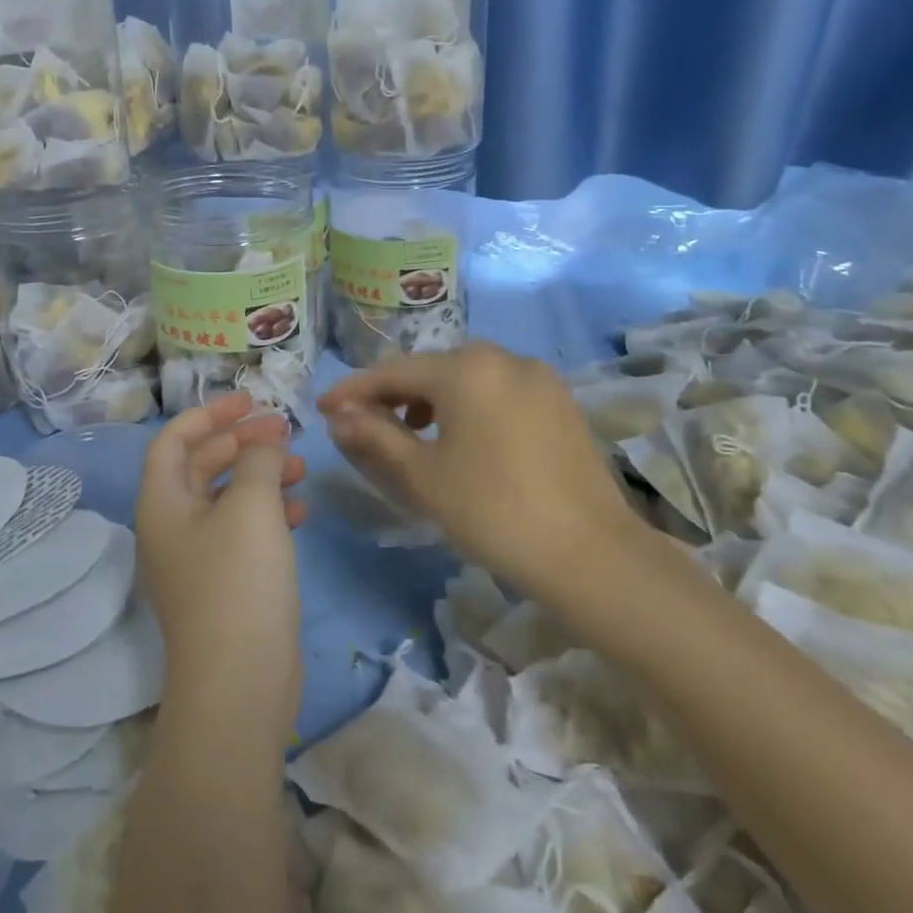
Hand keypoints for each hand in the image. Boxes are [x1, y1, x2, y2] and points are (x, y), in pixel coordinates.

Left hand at [136, 394, 307, 732]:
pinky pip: (242, 531)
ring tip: (299, 467)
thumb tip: (263, 443)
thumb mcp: (251, 506)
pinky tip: (301, 510)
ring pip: (226, 498)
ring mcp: (197, 559)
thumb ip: (258, 461)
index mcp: (162, 503)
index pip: (174, 439)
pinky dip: (268, 513)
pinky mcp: (224, 585)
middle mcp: (172, 527)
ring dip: (259, 476)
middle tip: (283, 430)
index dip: (210, 414)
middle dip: (241, 442)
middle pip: (201, 465)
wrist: (239, 683)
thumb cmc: (238, 581)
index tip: (251, 400)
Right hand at [318, 343, 655, 597]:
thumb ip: (375, 436)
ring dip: (430, 399)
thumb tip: (339, 417)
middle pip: (431, 369)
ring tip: (410, 433)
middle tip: (363, 424)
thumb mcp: (423, 475)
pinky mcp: (559, 402)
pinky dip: (468, 406)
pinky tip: (461, 437)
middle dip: (393, 394)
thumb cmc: (493, 511)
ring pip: (467, 378)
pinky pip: (498, 391)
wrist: (590, 554)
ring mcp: (538, 378)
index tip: (323, 408)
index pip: (393, 371)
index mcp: (467, 368)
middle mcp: (504, 357)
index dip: (354, 390)